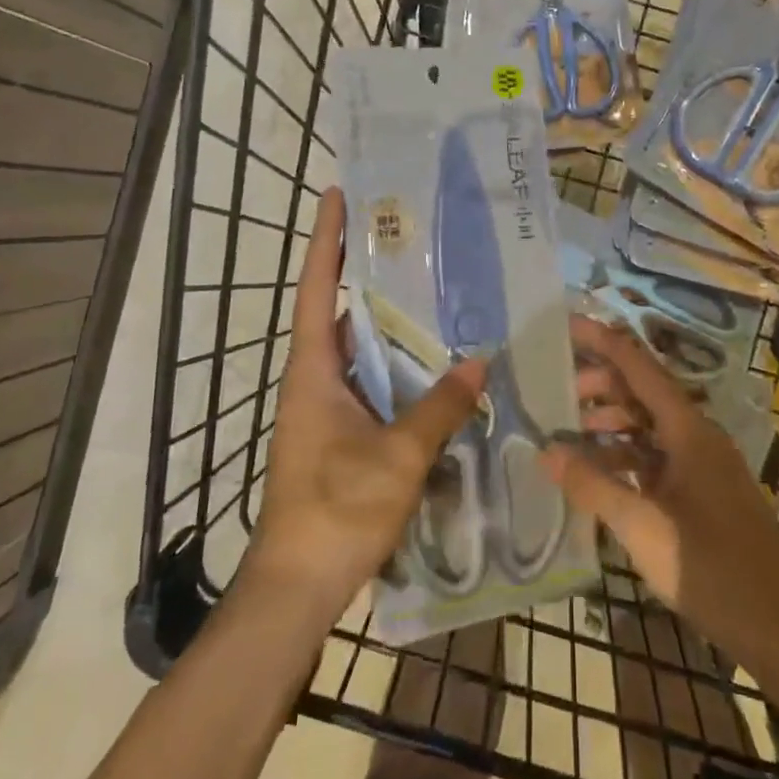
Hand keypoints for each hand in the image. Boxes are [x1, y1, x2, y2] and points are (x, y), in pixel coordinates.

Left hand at [246, 187, 486, 622]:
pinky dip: (397, 365)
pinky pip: (372, 382)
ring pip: (358, 348)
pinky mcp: (341, 433)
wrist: (299, 584)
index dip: (326, 239)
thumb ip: (440, 406)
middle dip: (364, 270)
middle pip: (338, 310)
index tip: (338, 194)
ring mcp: (326, 408)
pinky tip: (434, 362)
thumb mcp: (398, 456)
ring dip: (386, 320)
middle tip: (407, 235)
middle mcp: (315, 379)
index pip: (317, 289)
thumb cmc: (338, 509)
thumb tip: (479, 362)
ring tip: (431, 287)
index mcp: (313, 370)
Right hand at [545, 315, 778, 666]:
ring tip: (570, 432)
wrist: (778, 625)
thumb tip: (546, 450)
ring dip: (611, 423)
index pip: (640, 368)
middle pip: (643, 393)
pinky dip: (624, 457)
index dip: (603, 342)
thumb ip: (592, 485)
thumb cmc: (709, 566)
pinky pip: (655, 458)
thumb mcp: (642, 525)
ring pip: (648, 427)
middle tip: (556, 390)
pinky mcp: (701, 494)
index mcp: (688, 430)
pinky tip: (598, 473)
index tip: (567, 324)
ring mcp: (701, 466)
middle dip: (601, 385)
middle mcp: (697, 437)